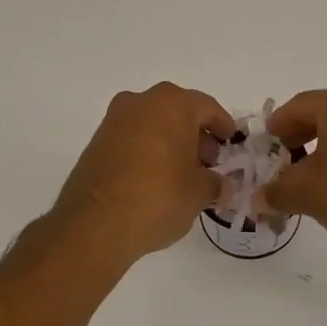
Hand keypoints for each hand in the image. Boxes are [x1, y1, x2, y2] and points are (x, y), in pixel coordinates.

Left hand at [51, 83, 234, 261]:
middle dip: (197, 135)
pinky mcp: (97, 142)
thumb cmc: (158, 197)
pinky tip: (158, 177)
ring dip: (172, 143)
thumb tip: (220, 185)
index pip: (207, 108)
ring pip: (154, 124)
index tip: (231, 143)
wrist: (95, 223)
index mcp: (172, 104)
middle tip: (209, 162)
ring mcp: (114, 120)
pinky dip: (149, 151)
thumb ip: (215, 183)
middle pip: (178, 112)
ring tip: (184, 173)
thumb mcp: (199, 193)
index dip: (223, 126)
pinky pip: (133, 139)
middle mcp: (141, 102)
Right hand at [262, 87, 326, 254]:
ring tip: (309, 177)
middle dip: (299, 137)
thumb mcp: (306, 194)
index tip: (265, 147)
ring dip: (324, 148)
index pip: (298, 106)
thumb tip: (259, 197)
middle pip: (323, 114)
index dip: (276, 127)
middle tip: (283, 162)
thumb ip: (277, 191)